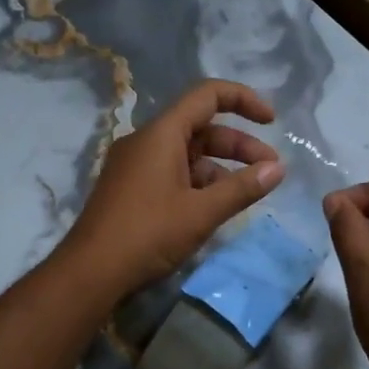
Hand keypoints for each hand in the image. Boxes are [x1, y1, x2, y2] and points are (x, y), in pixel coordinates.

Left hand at [64, 80, 285, 295]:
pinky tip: (215, 208)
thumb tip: (278, 169)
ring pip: (187, 154)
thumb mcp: (202, 212)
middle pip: (201, 128)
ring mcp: (134, 165)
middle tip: (270, 170)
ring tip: (247, 194)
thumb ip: (242, 188)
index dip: (244, 100)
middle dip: (239, 145)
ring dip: (220, 168)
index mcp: (161, 133)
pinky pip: (171, 173)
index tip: (271, 121)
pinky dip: (198, 183)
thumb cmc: (148, 234)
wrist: (90, 273)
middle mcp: (145, 141)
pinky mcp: (130, 188)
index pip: (207, 95)